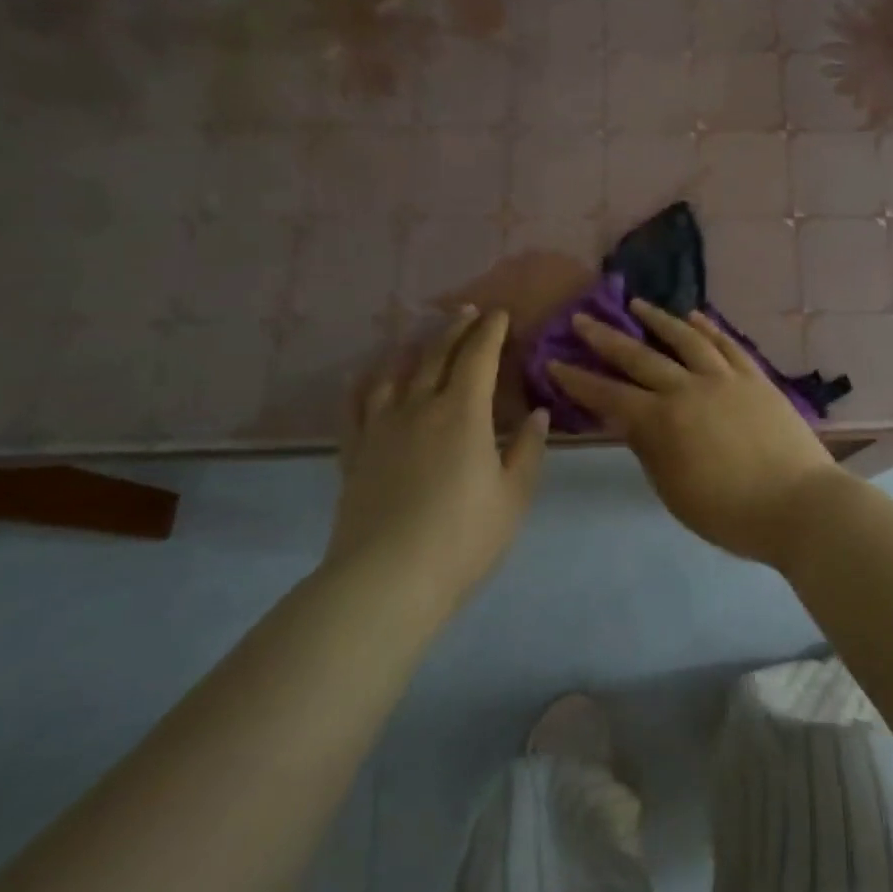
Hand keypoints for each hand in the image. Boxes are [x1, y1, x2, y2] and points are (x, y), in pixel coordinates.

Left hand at [332, 306, 548, 610]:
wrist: (386, 580)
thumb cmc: (463, 538)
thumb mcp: (513, 496)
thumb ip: (528, 449)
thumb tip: (537, 413)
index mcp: (463, 413)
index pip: (478, 356)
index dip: (491, 331)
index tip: (501, 313)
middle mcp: (419, 407)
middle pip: (436, 354)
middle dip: (455, 328)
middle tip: (468, 311)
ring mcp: (381, 428)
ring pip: (396, 372)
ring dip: (414, 347)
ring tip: (424, 336)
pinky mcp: (355, 453)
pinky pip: (356, 405)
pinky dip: (366, 382)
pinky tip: (370, 376)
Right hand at [547, 300, 838, 566]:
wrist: (799, 504)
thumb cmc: (730, 512)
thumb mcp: (675, 492)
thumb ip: (650, 450)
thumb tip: (631, 420)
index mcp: (662, 422)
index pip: (609, 395)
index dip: (578, 380)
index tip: (554, 362)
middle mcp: (689, 388)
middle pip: (640, 357)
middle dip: (606, 338)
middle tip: (582, 319)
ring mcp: (725, 378)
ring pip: (685, 339)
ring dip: (658, 320)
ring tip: (637, 304)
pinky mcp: (755, 376)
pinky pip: (727, 344)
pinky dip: (708, 328)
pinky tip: (695, 316)